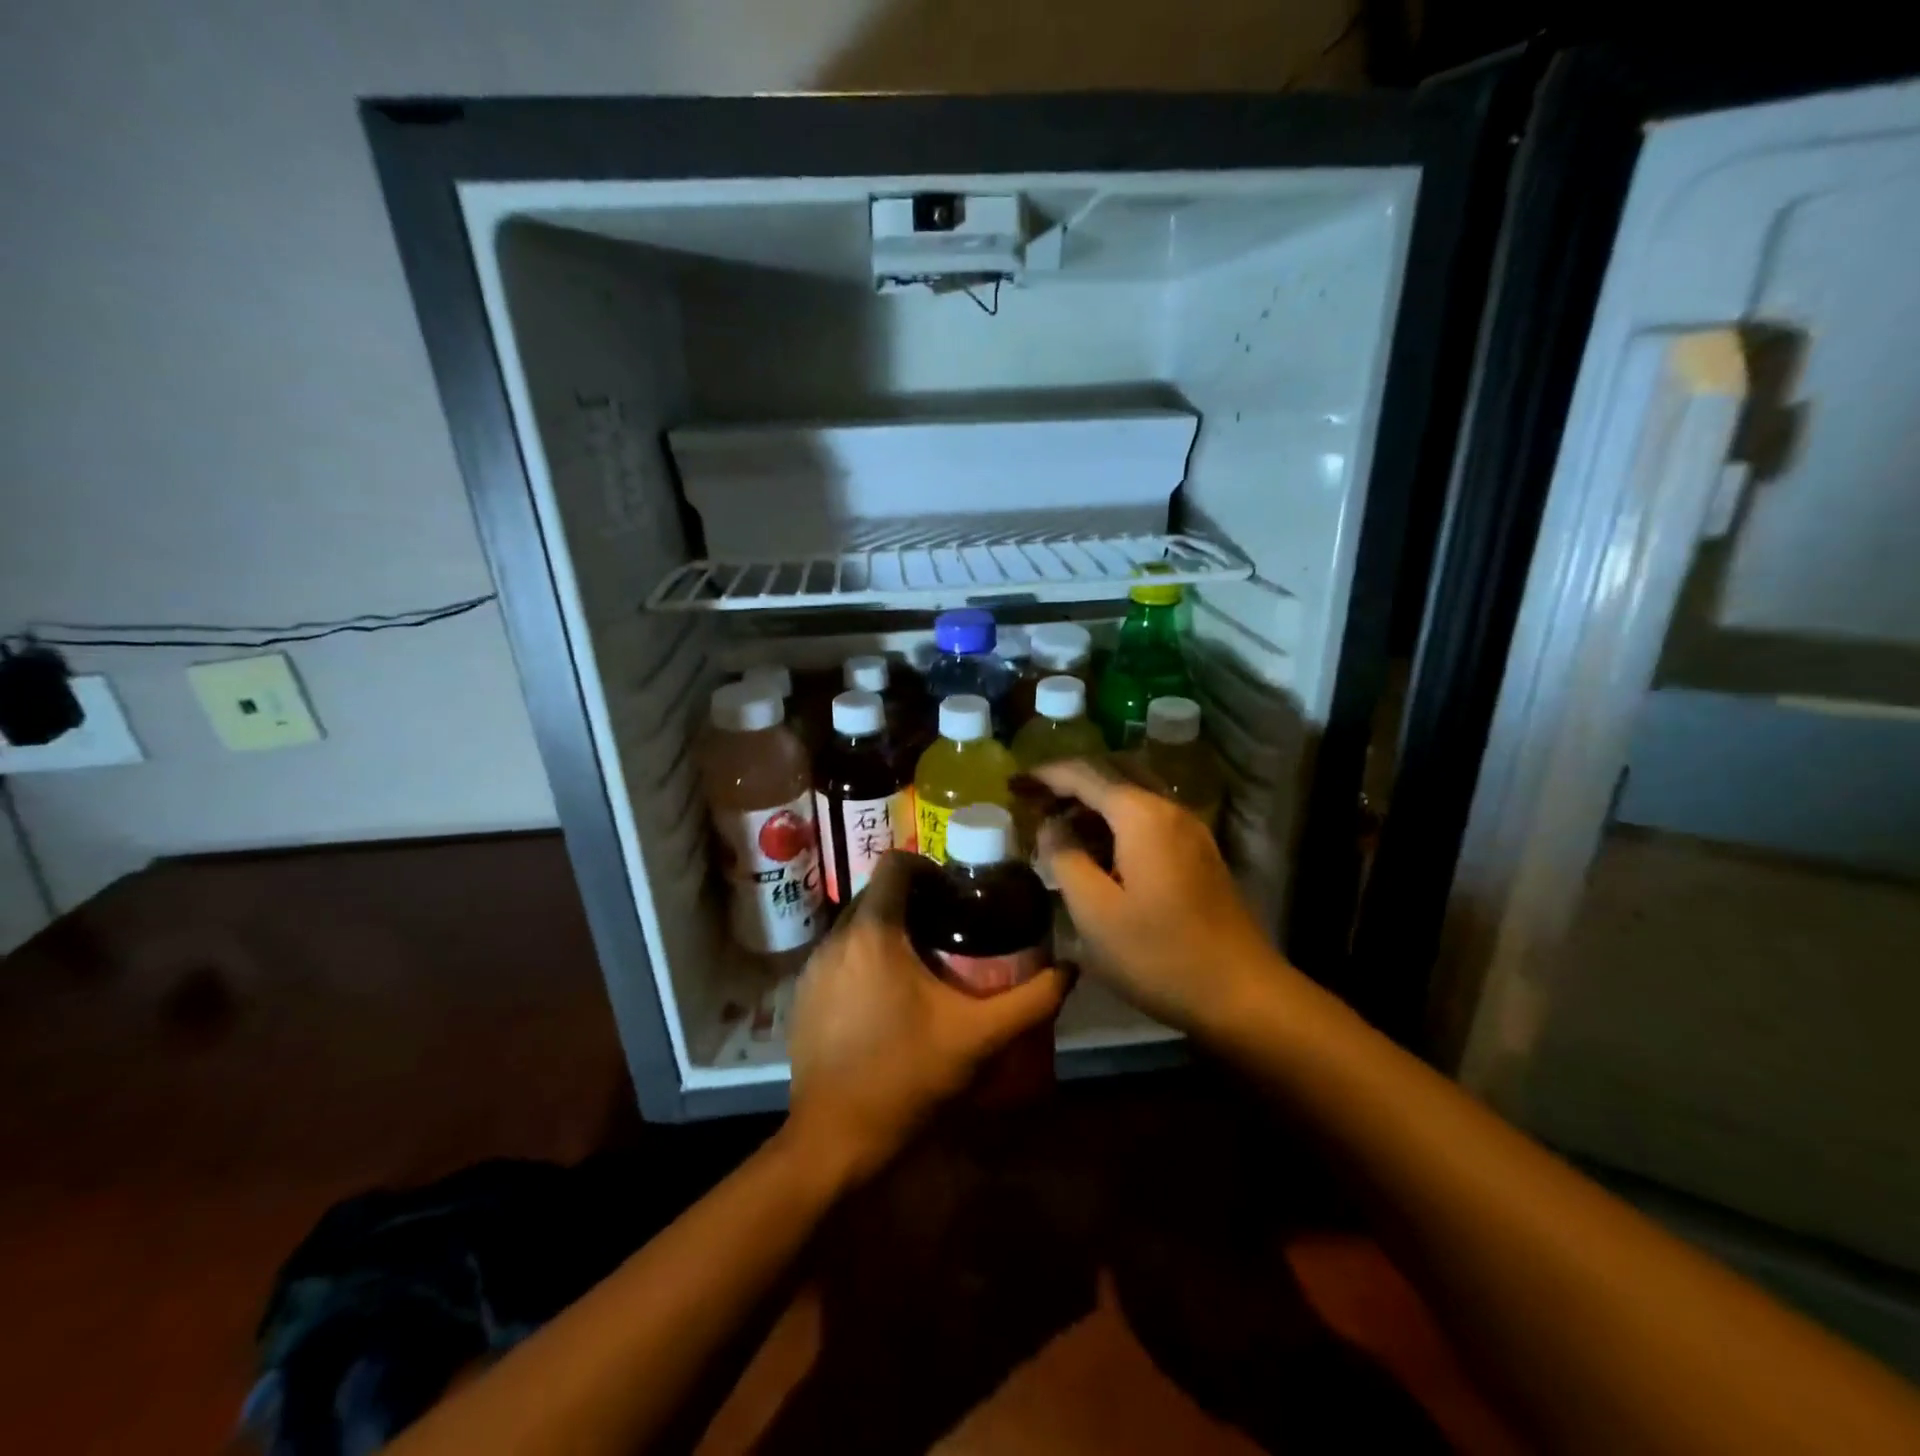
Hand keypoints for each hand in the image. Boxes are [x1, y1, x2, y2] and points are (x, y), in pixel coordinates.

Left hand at [785, 852, 1068, 1184]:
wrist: (834, 1138)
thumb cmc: (906, 1076)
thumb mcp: (978, 1037)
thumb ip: (1030, 1000)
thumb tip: (1070, 969)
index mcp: (874, 932)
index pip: (895, 863)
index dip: (928, 867)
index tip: (956, 892)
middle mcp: (836, 937)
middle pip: (876, 893)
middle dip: (912, 900)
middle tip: (949, 927)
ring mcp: (812, 966)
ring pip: (855, 924)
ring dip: (888, 930)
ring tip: (923, 962)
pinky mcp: (801, 994)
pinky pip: (838, 955)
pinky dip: (863, 958)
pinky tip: (887, 997)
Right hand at [1033, 759, 1292, 1032]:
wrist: (1242, 993)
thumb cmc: (1159, 955)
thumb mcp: (1095, 912)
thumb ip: (1064, 858)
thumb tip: (1050, 826)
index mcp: (1142, 815)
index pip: (1084, 774)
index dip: (1045, 774)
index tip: (1013, 783)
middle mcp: (1168, 808)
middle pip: (1111, 774)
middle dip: (1068, 782)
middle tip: (1030, 799)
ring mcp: (1189, 829)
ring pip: (1131, 794)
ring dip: (1091, 800)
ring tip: (1055, 822)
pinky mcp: (1197, 852)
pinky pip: (1147, 816)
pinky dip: (1114, 819)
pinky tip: (1096, 847)